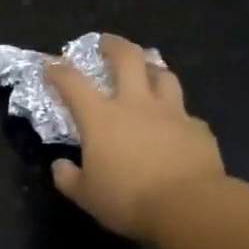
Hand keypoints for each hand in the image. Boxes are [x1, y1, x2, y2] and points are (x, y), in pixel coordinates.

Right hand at [46, 34, 226, 241]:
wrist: (189, 206)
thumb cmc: (129, 199)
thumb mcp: (86, 196)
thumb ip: (68, 178)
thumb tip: (60, 166)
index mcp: (101, 118)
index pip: (73, 84)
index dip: (58, 71)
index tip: (50, 65)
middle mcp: (136, 105)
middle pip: (127, 59)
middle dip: (113, 45)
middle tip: (106, 42)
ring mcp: (171, 113)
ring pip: (163, 75)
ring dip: (151, 68)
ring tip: (146, 70)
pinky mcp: (197, 128)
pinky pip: (185, 112)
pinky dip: (176, 113)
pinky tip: (174, 124)